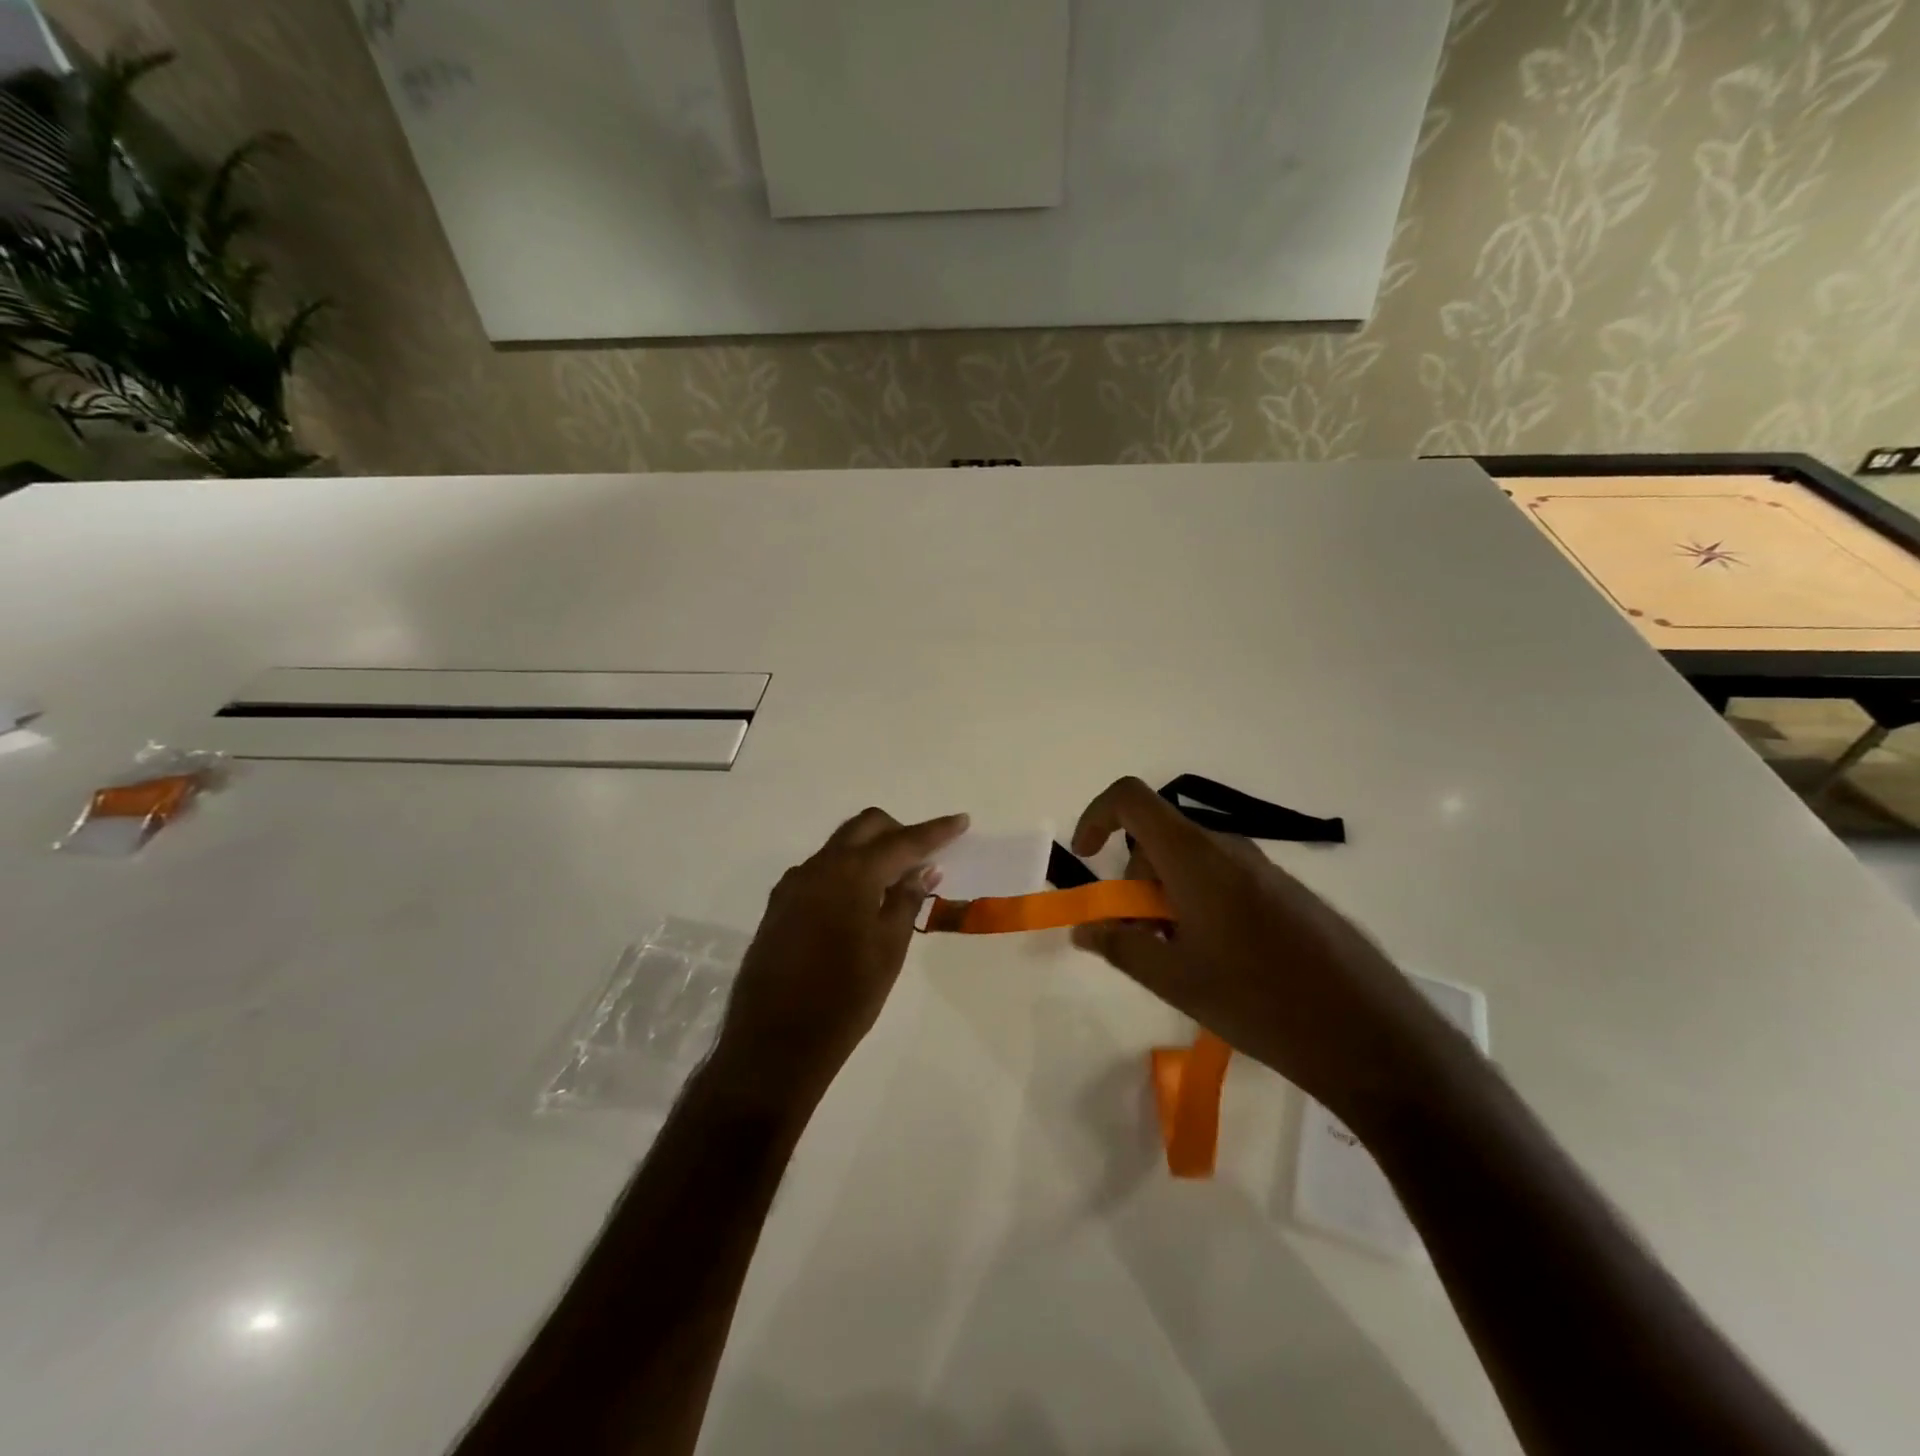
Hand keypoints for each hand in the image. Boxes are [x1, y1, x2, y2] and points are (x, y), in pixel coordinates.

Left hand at [711, 807, 968, 1113]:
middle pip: (865, 827)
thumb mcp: (889, 950)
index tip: (961, 820)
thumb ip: (905, 901)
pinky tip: (858, 903)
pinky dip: (846, 872)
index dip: (936, 831)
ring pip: (840, 846)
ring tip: (894, 882)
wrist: (774, 1043)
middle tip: (924, 855)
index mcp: (851, 874)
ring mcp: (793, 884)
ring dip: (870, 851)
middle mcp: (819, 867)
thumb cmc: (845, 999)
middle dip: (898, 831)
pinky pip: (820, 871)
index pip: (903, 841)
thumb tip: (922, 869)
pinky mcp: (779, 904)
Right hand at [1069, 777, 1448, 1122]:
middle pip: (1158, 838)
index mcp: (1194, 857)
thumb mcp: (1175, 980)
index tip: (1086, 859)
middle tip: (1138, 938)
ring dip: (1166, 898)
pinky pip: (1223, 879)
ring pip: (1190, 862)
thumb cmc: (1259, 1001)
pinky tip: (1220, 963)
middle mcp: (1228, 849)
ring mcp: (1263, 869)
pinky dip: (1199, 905)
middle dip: (1132, 881)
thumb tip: (1083, 927)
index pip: (1131, 799)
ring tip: (1180, 960)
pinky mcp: (1287, 893)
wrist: (1370, 1034)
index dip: (1097, 816)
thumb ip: (1120, 945)